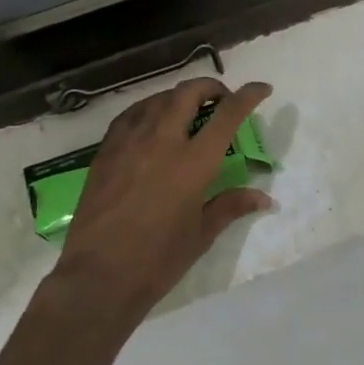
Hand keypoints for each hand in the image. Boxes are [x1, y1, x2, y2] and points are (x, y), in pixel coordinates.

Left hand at [51, 77, 274, 329]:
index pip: (228, 114)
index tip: (262, 89)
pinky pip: (130, 116)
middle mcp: (163, 141)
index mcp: (194, 162)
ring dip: (179, 97)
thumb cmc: (158, 260)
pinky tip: (151, 122)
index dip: (249, 95)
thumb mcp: (201, 234)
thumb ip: (231, 205)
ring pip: (158, 99)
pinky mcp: (106, 151)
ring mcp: (130, 142)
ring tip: (188, 110)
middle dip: (211, 88)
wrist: (99, 276)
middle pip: (188, 93)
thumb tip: (265, 198)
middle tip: (221, 100)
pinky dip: (149, 110)